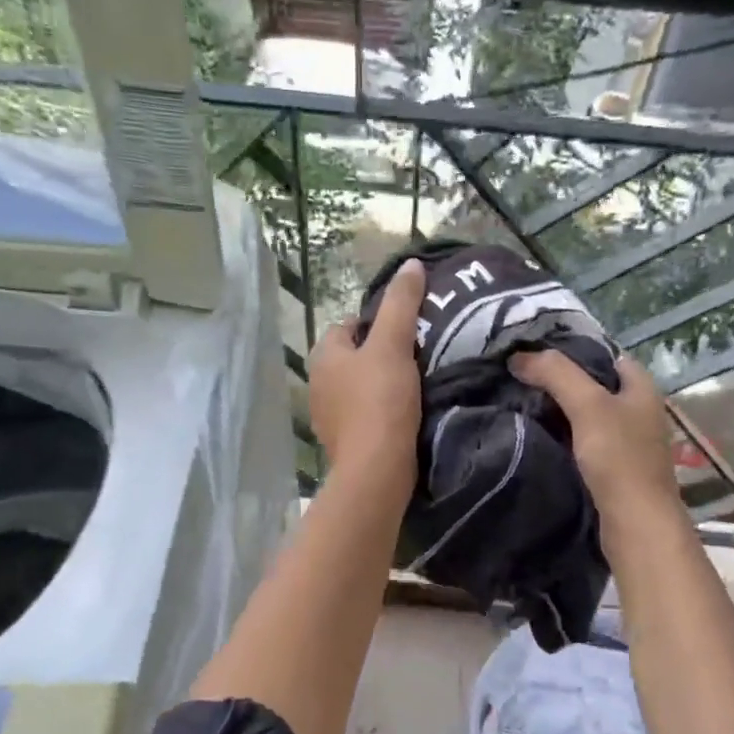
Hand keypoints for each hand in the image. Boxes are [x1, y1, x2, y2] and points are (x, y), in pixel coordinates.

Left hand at [309, 258, 425, 488]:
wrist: (376, 469)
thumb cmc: (381, 401)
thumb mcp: (394, 344)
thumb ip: (401, 303)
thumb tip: (411, 264)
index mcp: (323, 354)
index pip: (349, 324)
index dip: (379, 324)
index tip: (409, 333)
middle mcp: (317, 382)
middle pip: (354, 356)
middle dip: (381, 354)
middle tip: (417, 357)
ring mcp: (326, 415)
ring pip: (358, 386)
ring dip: (381, 384)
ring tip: (414, 386)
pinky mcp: (342, 441)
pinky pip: (363, 414)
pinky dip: (380, 411)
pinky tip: (404, 415)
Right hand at [510, 348, 683, 528]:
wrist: (636, 524)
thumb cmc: (619, 458)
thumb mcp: (587, 405)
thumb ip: (555, 374)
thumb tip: (518, 356)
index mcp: (642, 388)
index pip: (606, 355)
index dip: (572, 351)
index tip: (534, 354)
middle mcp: (639, 411)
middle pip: (595, 386)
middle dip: (560, 381)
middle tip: (520, 378)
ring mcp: (628, 442)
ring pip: (588, 416)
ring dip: (559, 411)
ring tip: (521, 403)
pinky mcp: (615, 469)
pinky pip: (584, 442)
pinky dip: (563, 437)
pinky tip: (538, 437)